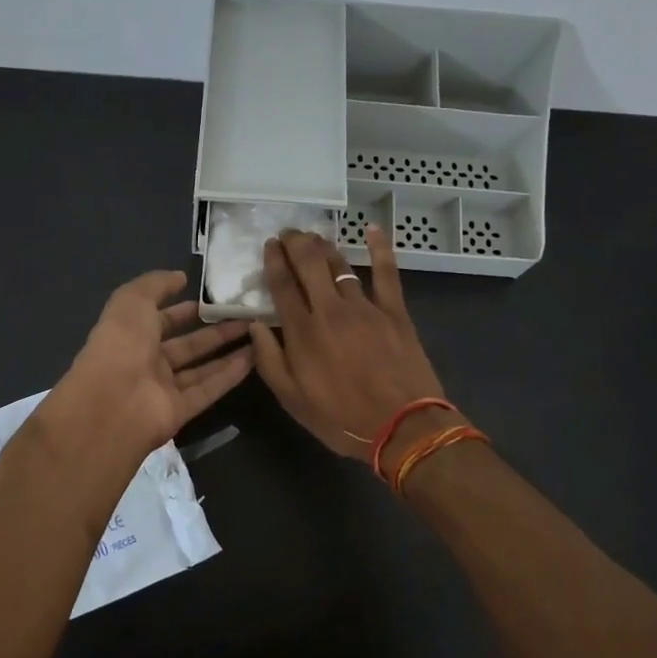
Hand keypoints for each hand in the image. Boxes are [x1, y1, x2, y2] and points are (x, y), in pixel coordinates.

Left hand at [50, 270, 254, 462]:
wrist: (113, 402)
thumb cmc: (121, 344)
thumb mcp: (132, 300)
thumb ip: (156, 284)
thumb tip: (180, 277)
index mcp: (131, 335)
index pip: (161, 320)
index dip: (185, 310)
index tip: (214, 300)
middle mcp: (147, 362)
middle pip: (186, 345)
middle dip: (214, 331)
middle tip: (245, 317)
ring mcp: (163, 389)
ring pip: (201, 368)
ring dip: (227, 351)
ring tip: (257, 334)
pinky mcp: (180, 411)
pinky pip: (208, 390)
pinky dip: (230, 375)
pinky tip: (254, 358)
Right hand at [249, 227, 450, 466]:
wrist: (401, 426)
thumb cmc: (341, 419)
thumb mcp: (293, 400)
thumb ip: (270, 360)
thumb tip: (255, 326)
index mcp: (302, 332)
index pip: (282, 285)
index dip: (273, 261)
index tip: (269, 246)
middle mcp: (330, 310)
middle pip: (309, 264)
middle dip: (295, 243)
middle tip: (288, 233)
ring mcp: (364, 307)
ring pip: (340, 265)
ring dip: (324, 247)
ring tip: (314, 237)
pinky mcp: (394, 311)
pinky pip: (386, 272)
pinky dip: (380, 248)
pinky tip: (373, 230)